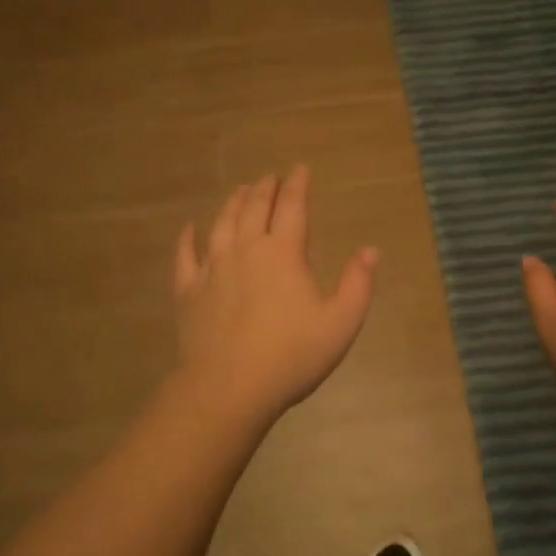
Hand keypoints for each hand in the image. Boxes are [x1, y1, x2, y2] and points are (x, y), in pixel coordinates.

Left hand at [172, 165, 377, 424]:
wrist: (229, 387)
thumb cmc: (292, 355)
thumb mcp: (341, 322)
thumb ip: (358, 283)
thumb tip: (370, 250)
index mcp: (283, 252)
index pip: (292, 206)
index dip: (297, 184)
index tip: (300, 168)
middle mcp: (246, 249)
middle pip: (254, 207)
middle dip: (265, 188)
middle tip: (270, 177)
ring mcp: (212, 267)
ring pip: (222, 223)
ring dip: (233, 203)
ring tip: (240, 190)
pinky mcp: (188, 290)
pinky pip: (185, 255)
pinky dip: (187, 237)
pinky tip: (189, 227)